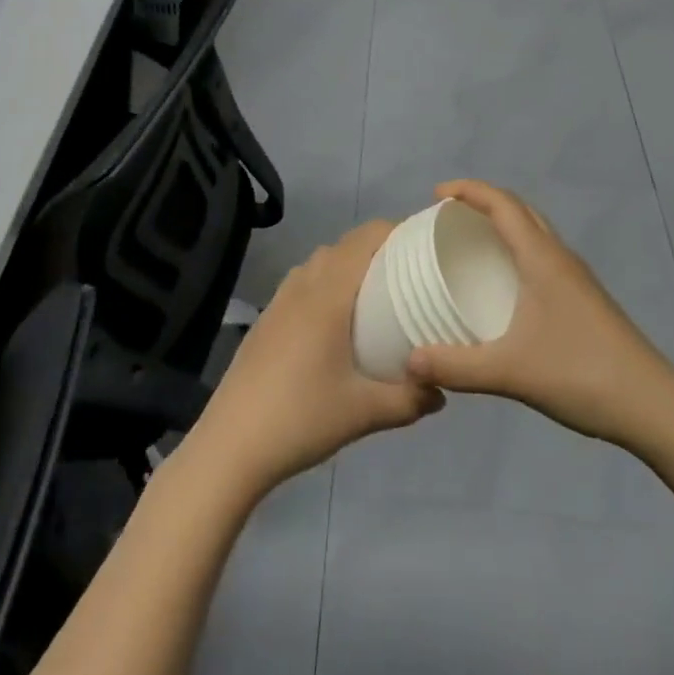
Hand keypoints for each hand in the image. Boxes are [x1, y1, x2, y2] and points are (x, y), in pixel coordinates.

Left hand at [183, 220, 443, 499]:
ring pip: (322, 261)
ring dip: (350, 264)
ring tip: (378, 294)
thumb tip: (442, 390)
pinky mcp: (268, 317)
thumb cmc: (301, 417)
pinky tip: (338, 322)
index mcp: (329, 292)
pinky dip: (327, 282)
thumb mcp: (364, 412)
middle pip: (346, 244)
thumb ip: (409, 399)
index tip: (424, 248)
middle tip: (411, 274)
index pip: (366, 236)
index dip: (397, 231)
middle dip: (379, 248)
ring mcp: (281, 298)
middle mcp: (304, 283)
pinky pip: (305, 281)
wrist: (231, 444)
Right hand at [404, 179, 673, 446]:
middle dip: (483, 202)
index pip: (502, 203)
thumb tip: (409, 361)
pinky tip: (506, 285)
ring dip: (504, 224)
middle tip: (449, 217)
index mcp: (542, 257)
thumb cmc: (581, 373)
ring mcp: (576, 278)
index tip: (435, 194)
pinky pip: (543, 255)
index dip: (468, 190)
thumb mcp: (510, 371)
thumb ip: (457, 366)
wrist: (653, 406)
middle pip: (519, 209)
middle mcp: (559, 256)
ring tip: (472, 244)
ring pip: (535, 231)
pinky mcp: (584, 299)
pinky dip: (518, 250)